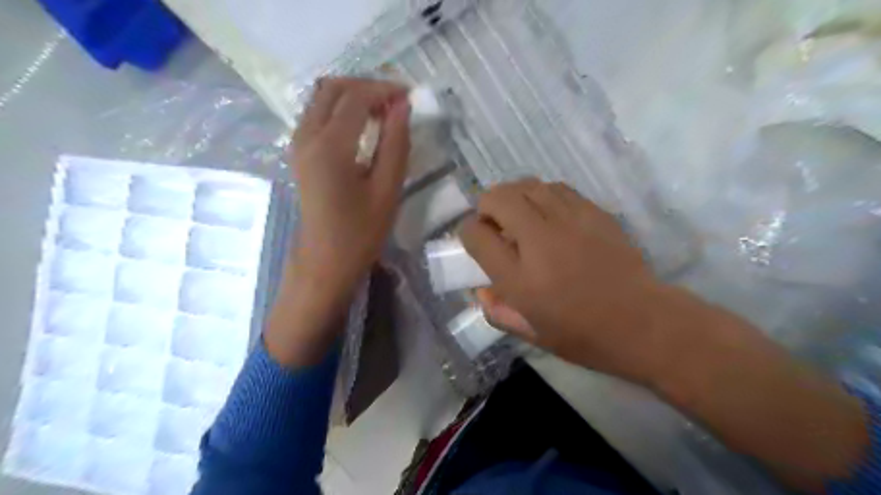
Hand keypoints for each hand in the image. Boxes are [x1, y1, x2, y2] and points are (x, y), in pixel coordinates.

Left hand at [262, 77, 410, 366]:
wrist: (324, 261)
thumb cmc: (360, 232)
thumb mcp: (387, 189)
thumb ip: (396, 143)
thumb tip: (402, 106)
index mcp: (330, 146)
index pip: (356, 97)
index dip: (384, 89)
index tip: (409, 96)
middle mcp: (306, 136)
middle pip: (333, 88)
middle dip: (366, 86)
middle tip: (396, 101)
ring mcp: (298, 143)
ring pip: (321, 98)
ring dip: (352, 96)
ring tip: (383, 112)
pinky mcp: (299, 153)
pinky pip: (316, 114)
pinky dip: (341, 110)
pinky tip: (362, 127)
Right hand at [462, 179, 865, 489]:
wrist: (644, 322)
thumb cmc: (584, 334)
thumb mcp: (532, 334)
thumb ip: (498, 311)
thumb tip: (481, 290)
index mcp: (518, 277)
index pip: (475, 234)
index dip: (468, 233)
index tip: (476, 241)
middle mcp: (538, 240)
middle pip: (497, 198)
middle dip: (486, 206)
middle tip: (494, 224)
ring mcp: (568, 220)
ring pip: (527, 185)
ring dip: (514, 197)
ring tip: (519, 215)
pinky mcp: (593, 212)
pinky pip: (556, 188)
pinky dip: (542, 196)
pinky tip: (548, 213)